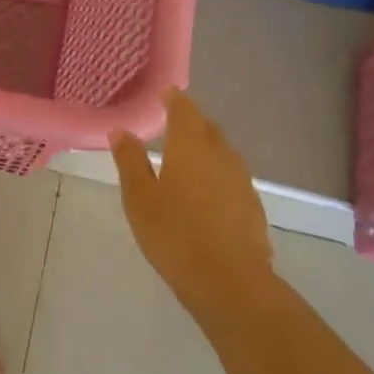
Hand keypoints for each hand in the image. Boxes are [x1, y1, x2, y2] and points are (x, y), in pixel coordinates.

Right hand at [111, 90, 273, 311]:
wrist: (228, 280)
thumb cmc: (173, 233)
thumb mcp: (139, 197)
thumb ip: (130, 161)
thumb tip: (121, 131)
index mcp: (191, 147)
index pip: (184, 111)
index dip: (174, 100)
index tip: (165, 92)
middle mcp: (221, 155)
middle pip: (207, 129)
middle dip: (190, 122)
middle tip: (171, 123)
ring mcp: (241, 181)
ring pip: (221, 153)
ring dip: (204, 149)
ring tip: (185, 158)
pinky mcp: (252, 205)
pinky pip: (230, 177)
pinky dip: (215, 175)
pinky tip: (204, 194)